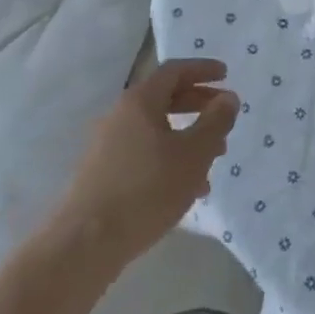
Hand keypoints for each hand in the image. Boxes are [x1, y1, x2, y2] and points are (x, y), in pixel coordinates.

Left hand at [59, 59, 238, 265]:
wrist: (86, 243)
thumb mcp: (194, 154)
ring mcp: (107, 145)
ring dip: (187, 136)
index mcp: (140, 101)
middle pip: (164, 98)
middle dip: (198, 104)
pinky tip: (187, 188)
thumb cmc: (147, 190)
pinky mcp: (102, 173)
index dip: (202, 70)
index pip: (174, 70)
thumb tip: (228, 98)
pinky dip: (169, 157)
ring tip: (213, 159)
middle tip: (224, 116)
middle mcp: (120, 115)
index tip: (226, 75)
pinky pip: (143, 153)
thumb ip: (216, 122)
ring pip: (155, 129)